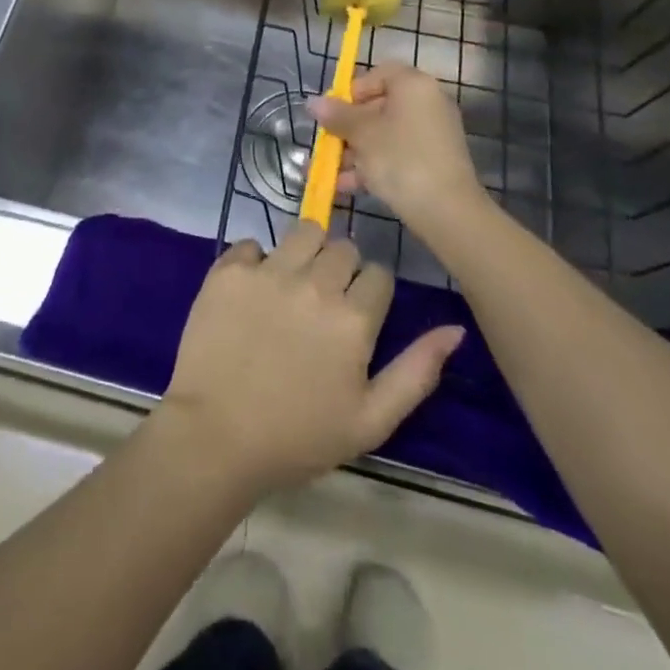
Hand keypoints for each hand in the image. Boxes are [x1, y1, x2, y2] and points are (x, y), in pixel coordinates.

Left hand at [157, 222, 462, 498]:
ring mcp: (268, 272)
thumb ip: (417, 371)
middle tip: (323, 303)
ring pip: (303, 232)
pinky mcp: (229, 269)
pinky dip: (256, 261)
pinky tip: (252, 291)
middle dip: (341, 269)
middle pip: (343, 248)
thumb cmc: (298, 437)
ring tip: (292, 284)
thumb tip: (455, 329)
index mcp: (353, 319)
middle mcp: (314, 284)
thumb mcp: (371, 420)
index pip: (378, 275)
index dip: (371, 293)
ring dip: (305, 252)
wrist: (215, 436)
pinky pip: (252, 243)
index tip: (357, 314)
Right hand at [308, 62, 494, 238]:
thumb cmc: (400, 159)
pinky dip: (373, 165)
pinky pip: (397, 154)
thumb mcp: (361, 134)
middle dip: (348, 128)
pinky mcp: (433, 161)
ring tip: (329, 172)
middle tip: (327, 145)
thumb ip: (337, 116)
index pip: (379, 74)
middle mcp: (427, 103)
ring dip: (355, 151)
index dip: (352, 90)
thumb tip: (313, 102)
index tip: (334, 112)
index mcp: (414, 86)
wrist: (447, 211)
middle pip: (379, 106)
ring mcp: (432, 134)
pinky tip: (346, 186)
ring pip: (385, 134)